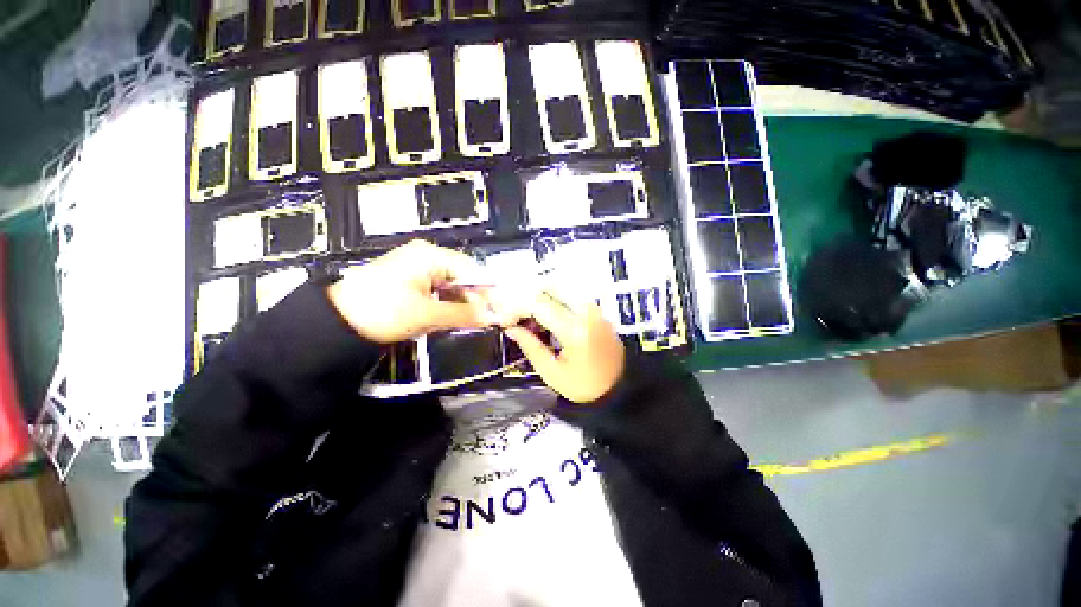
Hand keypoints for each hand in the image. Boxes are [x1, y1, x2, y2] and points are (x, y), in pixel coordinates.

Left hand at [327, 240, 492, 343]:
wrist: (336, 323)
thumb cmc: (382, 311)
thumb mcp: (427, 314)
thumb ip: (464, 314)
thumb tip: (492, 317)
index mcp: (430, 255)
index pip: (471, 269)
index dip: (486, 291)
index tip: (497, 310)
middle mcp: (426, 256)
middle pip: (462, 276)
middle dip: (473, 298)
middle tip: (483, 320)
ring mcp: (417, 268)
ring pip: (451, 284)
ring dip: (461, 303)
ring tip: (468, 321)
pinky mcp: (410, 281)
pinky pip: (438, 289)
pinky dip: (447, 303)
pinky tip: (450, 317)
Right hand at [503, 293, 624, 403]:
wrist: (621, 386)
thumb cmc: (585, 386)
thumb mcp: (552, 373)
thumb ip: (530, 347)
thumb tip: (511, 328)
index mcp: (574, 329)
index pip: (538, 303)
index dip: (515, 308)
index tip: (504, 321)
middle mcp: (584, 310)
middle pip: (548, 286)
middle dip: (526, 297)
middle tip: (514, 316)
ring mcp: (592, 307)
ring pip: (558, 287)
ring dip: (538, 297)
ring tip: (527, 318)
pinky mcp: (594, 308)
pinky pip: (568, 295)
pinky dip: (551, 300)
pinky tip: (543, 317)